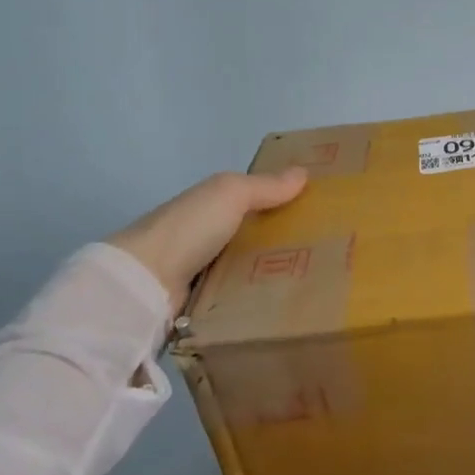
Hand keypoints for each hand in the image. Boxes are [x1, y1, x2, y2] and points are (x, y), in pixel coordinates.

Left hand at [107, 168, 307, 303]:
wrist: (144, 282)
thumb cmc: (190, 228)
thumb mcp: (230, 194)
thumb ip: (265, 185)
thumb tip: (303, 172)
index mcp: (211, 205)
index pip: (253, 200)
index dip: (283, 200)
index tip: (319, 210)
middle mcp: (207, 235)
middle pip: (254, 235)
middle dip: (285, 240)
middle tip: (329, 250)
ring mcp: (204, 271)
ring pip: (250, 268)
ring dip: (275, 272)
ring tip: (318, 278)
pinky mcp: (204, 302)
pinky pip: (240, 296)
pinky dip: (258, 297)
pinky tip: (287, 300)